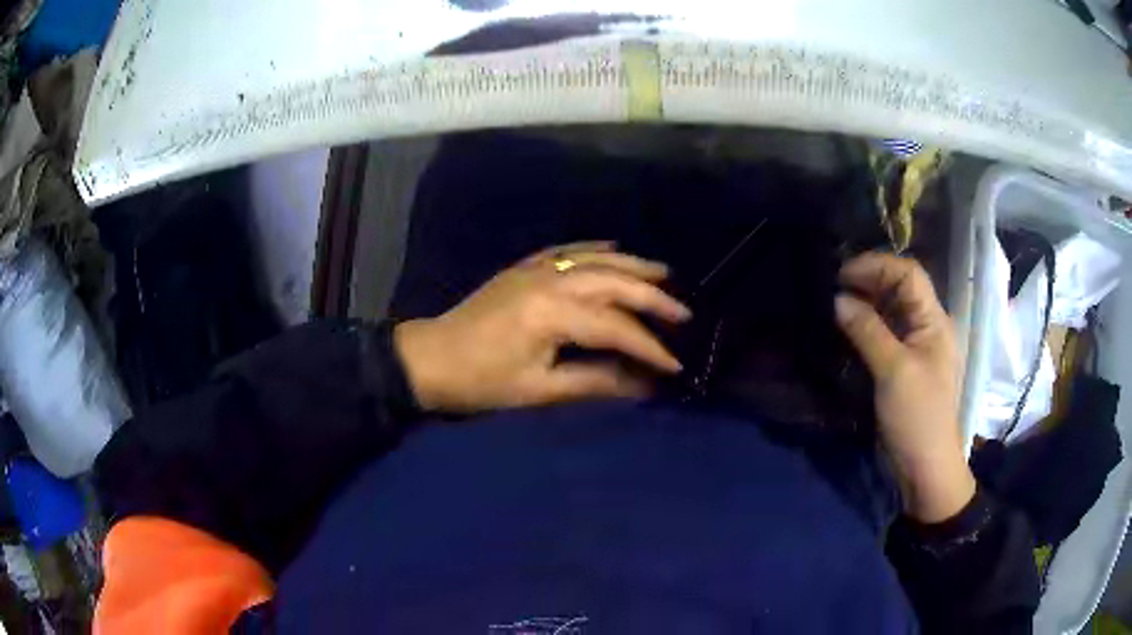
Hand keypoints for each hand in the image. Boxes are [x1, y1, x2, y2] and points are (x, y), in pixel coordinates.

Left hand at [394, 242, 689, 412]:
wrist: (431, 358)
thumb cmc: (482, 381)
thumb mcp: (538, 390)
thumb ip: (594, 382)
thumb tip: (643, 386)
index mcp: (552, 313)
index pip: (616, 327)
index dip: (649, 348)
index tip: (674, 366)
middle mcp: (550, 280)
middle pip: (614, 282)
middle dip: (653, 299)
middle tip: (684, 314)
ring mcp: (536, 268)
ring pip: (596, 259)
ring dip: (632, 265)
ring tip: (664, 275)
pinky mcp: (524, 267)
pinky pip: (568, 250)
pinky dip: (594, 248)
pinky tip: (613, 247)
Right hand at [835, 253, 975, 522]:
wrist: (925, 467)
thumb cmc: (917, 416)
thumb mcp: (894, 371)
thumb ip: (868, 331)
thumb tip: (838, 300)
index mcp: (934, 321)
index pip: (908, 274)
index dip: (877, 266)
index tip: (842, 274)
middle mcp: (926, 327)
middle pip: (899, 289)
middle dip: (868, 281)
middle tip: (833, 287)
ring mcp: (915, 347)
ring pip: (890, 311)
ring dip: (864, 303)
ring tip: (834, 303)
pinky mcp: (902, 367)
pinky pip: (884, 335)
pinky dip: (865, 326)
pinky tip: (846, 328)